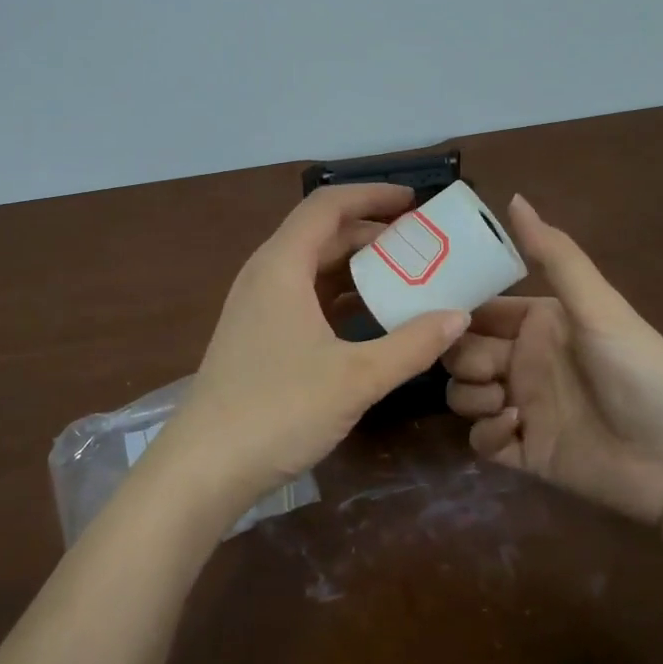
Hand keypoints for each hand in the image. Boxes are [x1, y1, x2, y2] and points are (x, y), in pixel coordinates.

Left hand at [155, 183, 470, 516]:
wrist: (204, 468)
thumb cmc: (279, 410)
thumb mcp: (356, 378)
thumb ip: (411, 345)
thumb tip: (458, 317)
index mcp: (282, 265)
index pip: (327, 205)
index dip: (372, 195)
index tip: (414, 202)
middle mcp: (266, 275)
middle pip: (322, 234)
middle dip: (372, 233)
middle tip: (422, 245)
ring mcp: (257, 306)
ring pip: (314, 268)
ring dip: (358, 268)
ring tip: (407, 278)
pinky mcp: (257, 335)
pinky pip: (305, 297)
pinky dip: (340, 297)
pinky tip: (372, 319)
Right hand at [444, 195, 662, 531]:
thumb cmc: (639, 369)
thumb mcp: (597, 306)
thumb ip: (554, 254)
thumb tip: (514, 197)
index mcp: (537, 323)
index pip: (478, 309)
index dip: (453, 308)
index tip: (428, 309)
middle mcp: (523, 361)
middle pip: (461, 351)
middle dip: (459, 356)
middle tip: (484, 365)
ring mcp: (520, 407)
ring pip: (463, 394)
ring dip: (471, 395)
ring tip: (505, 401)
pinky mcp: (523, 451)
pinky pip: (480, 440)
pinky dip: (488, 433)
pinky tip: (518, 428)